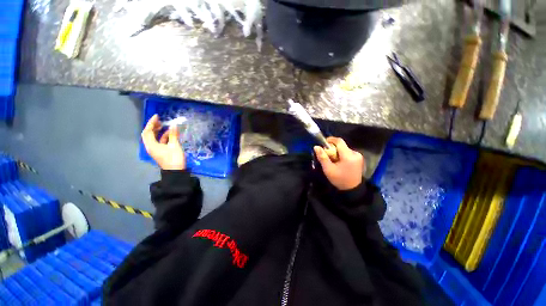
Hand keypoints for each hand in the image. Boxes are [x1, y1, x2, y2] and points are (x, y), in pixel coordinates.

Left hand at [142, 114, 185, 169]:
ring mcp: (155, 149)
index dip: (151, 123)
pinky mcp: (160, 152)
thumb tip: (173, 125)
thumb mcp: (174, 145)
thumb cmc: (174, 158)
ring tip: (165, 126)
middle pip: (148, 134)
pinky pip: (159, 142)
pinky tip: (169, 134)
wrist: (175, 171)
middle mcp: (150, 146)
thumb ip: (173, 135)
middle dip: (153, 126)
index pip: (148, 131)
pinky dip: (162, 137)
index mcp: (151, 145)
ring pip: (153, 138)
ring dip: (158, 131)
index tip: (157, 116)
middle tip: (160, 120)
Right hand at [314, 137, 364, 190]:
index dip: (331, 140)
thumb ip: (322, 157)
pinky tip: (339, 162)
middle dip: (333, 148)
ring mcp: (358, 156)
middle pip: (341, 145)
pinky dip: (341, 155)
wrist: (352, 190)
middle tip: (327, 155)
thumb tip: (316, 146)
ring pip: (344, 149)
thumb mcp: (328, 169)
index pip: (339, 141)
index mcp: (348, 156)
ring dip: (337, 152)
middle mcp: (355, 153)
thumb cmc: (339, 179)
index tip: (323, 143)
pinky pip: (347, 153)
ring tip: (332, 160)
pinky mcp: (358, 159)